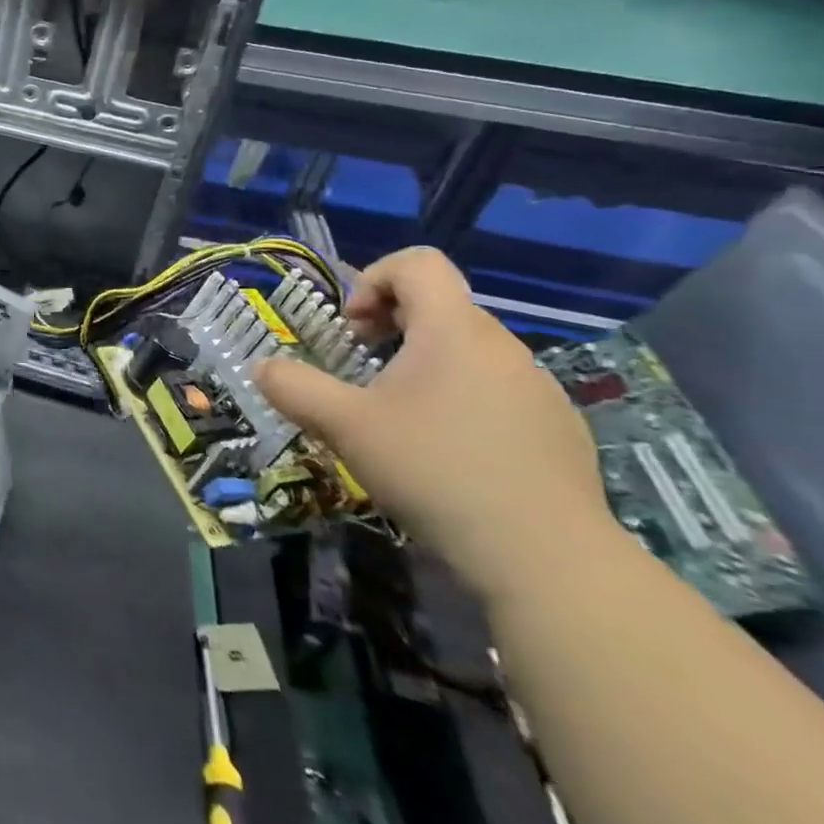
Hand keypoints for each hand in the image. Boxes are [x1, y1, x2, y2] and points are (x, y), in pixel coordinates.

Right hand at [255, 247, 616, 605]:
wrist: (547, 559)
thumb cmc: (434, 470)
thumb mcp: (343, 426)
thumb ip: (293, 387)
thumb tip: (263, 367)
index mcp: (453, 330)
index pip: (418, 263)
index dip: (373, 280)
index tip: (353, 329)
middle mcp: (503, 347)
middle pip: (441, 307)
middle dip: (391, 327)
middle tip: (363, 372)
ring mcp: (539, 389)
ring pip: (469, 352)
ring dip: (426, 366)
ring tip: (401, 418)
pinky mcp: (559, 430)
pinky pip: (499, 392)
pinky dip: (463, 402)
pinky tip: (449, 455)